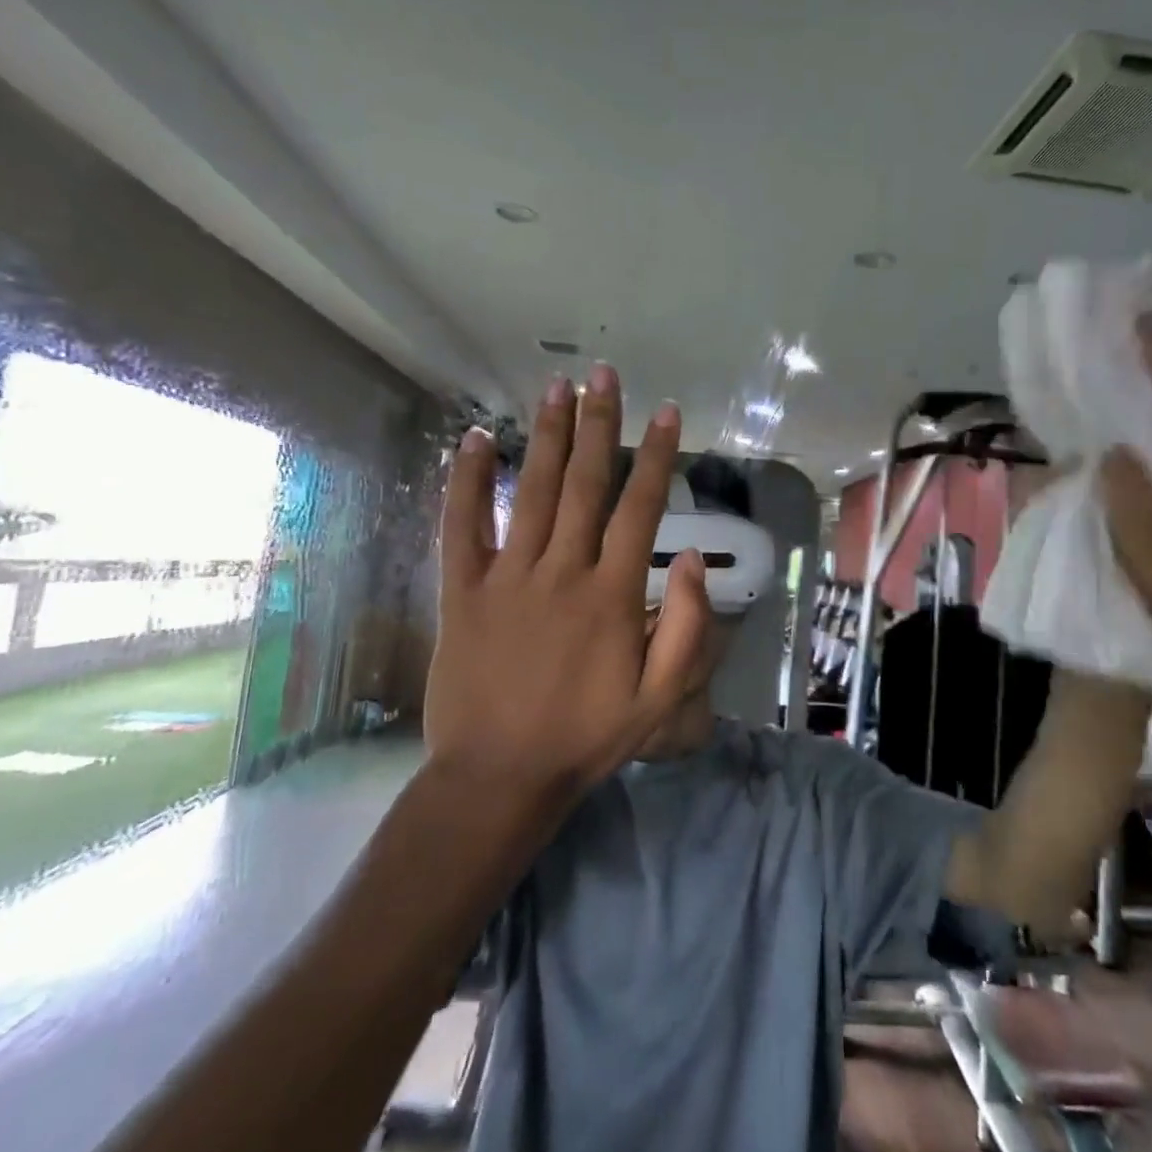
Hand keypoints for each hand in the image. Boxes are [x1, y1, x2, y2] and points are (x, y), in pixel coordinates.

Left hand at [426, 365, 709, 793]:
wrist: (499, 776)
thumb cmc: (586, 738)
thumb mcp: (660, 700)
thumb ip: (685, 629)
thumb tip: (690, 560)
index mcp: (611, 595)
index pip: (640, 508)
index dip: (657, 456)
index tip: (668, 413)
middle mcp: (561, 571)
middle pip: (585, 484)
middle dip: (598, 424)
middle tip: (603, 375)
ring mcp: (507, 577)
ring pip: (533, 492)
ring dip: (548, 436)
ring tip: (556, 388)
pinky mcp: (463, 591)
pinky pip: (462, 526)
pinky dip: (467, 480)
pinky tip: (476, 439)